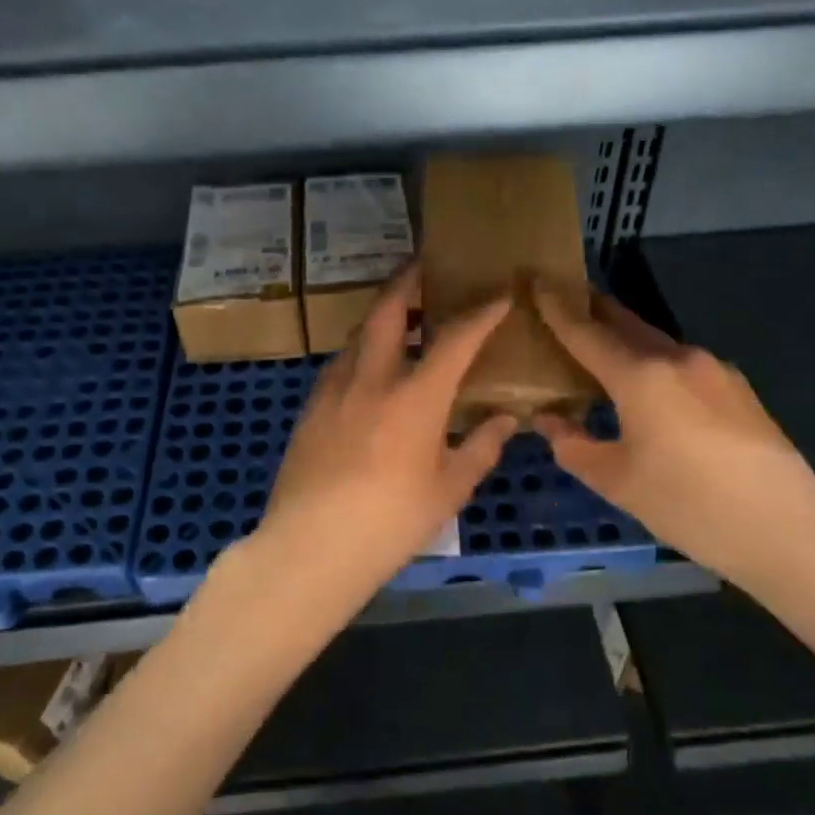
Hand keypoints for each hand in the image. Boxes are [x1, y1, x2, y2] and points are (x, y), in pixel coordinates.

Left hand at [241, 266, 516, 615]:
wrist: (309, 547)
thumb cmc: (390, 523)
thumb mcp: (448, 491)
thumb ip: (480, 449)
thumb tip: (505, 420)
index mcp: (415, 398)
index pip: (454, 340)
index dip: (481, 313)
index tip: (499, 294)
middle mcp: (372, 379)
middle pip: (388, 311)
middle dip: (408, 281)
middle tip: (424, 266)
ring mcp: (334, 390)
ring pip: (359, 334)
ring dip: (382, 317)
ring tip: (401, 319)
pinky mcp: (310, 408)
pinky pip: (341, 364)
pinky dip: (362, 352)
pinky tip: (369, 371)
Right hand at [531, 286, 814, 595]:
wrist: (785, 530)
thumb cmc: (688, 505)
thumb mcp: (617, 482)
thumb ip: (574, 446)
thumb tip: (549, 421)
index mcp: (641, 376)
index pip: (586, 332)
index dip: (557, 309)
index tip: (536, 282)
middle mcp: (677, 358)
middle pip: (625, 323)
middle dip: (593, 311)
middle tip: (565, 305)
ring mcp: (714, 369)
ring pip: (656, 343)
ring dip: (625, 341)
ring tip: (603, 353)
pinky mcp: (738, 388)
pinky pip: (682, 363)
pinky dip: (655, 364)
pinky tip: (651, 389)